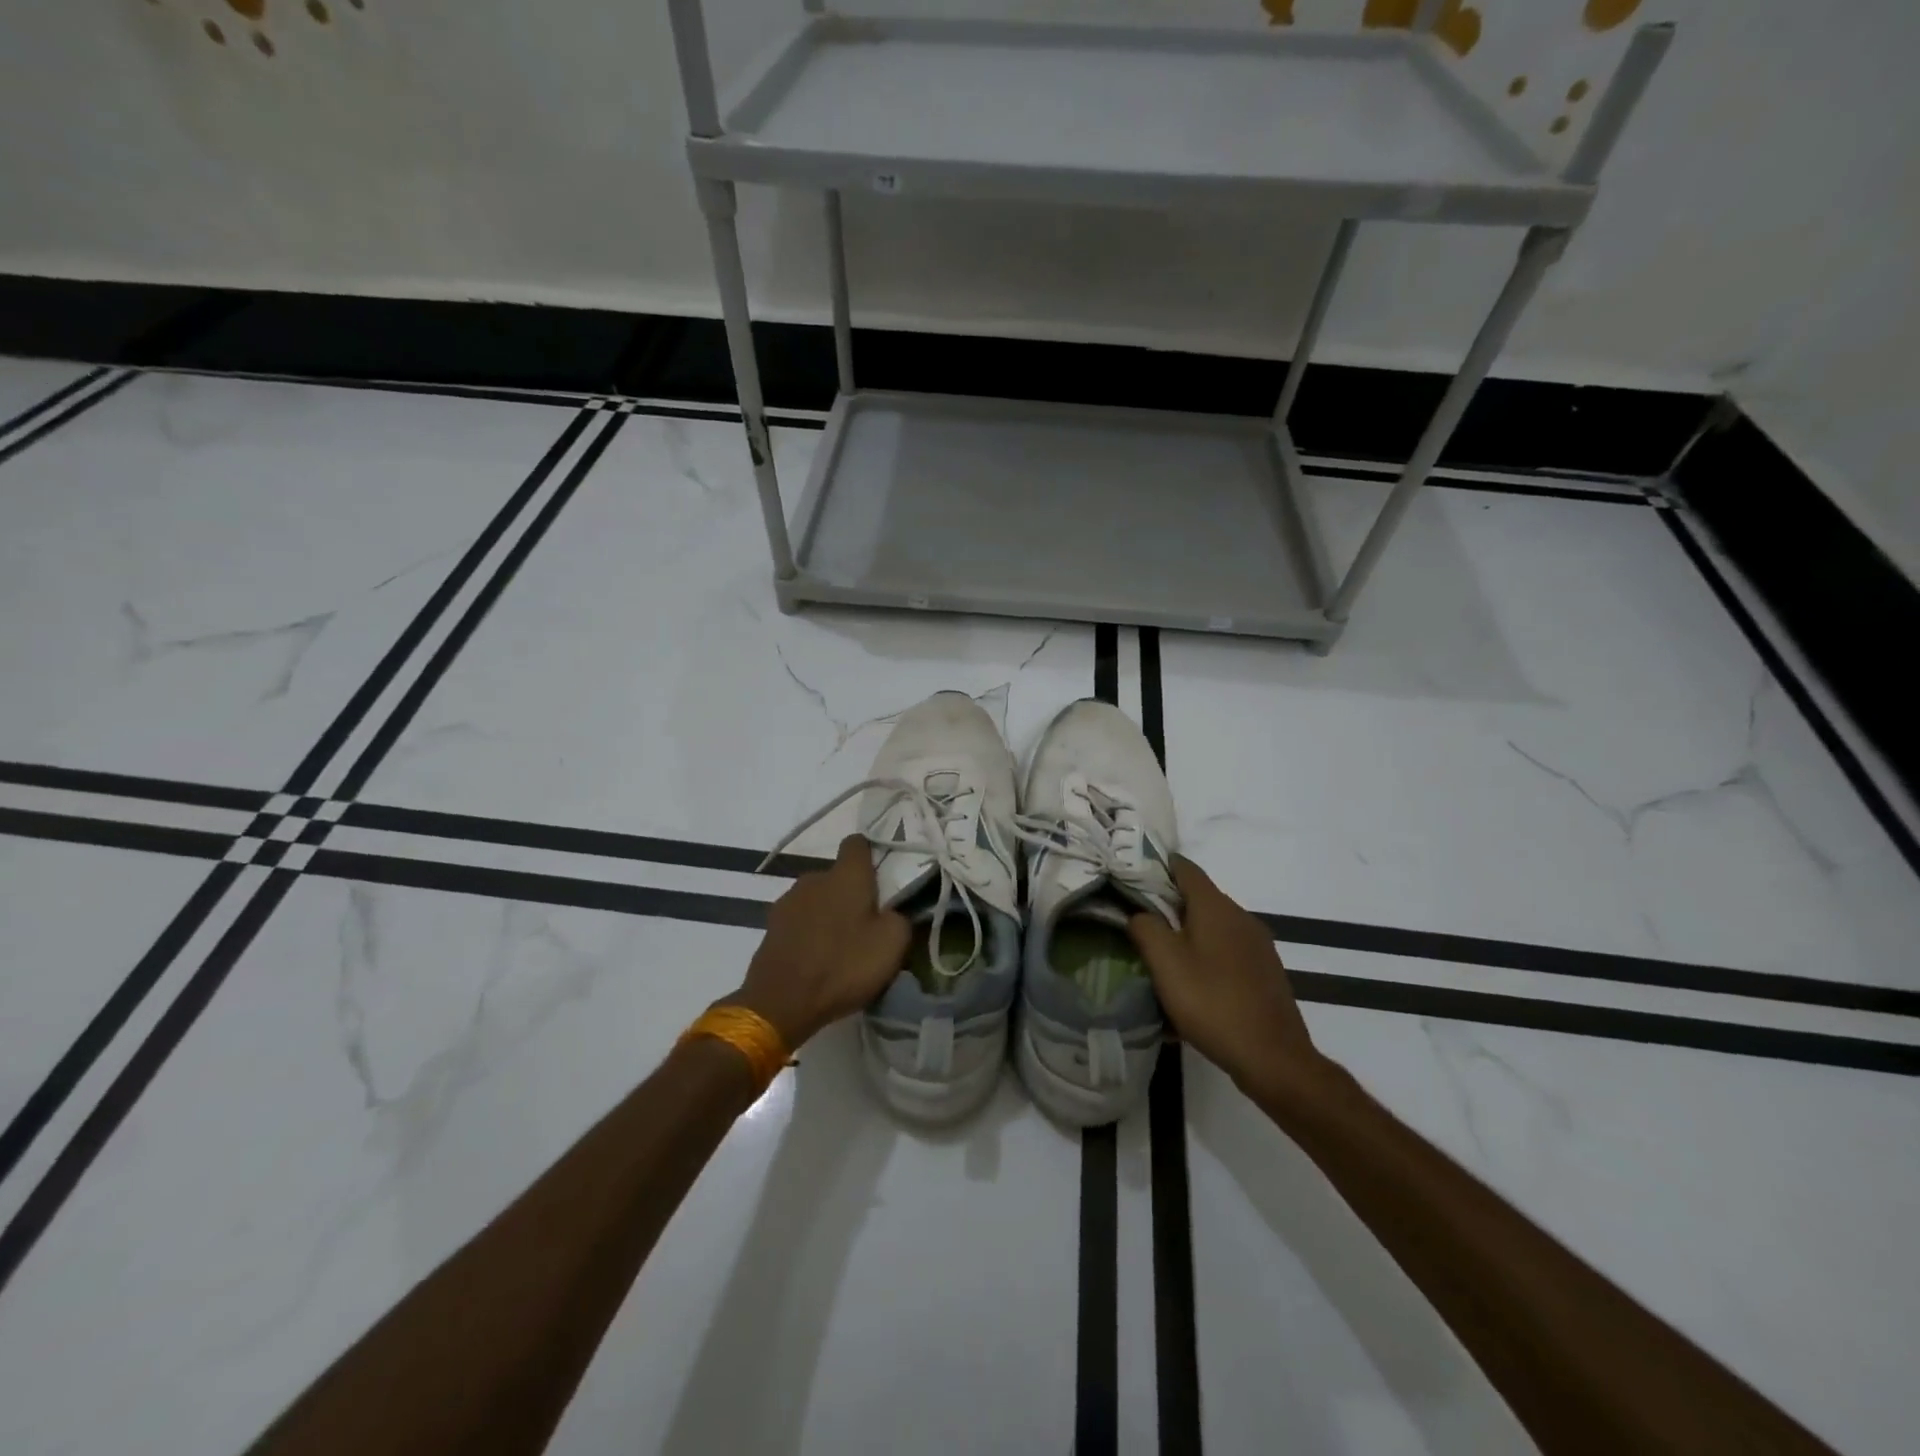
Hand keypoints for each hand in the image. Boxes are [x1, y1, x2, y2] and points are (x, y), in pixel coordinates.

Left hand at [731, 834, 909, 1049]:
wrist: (781, 1001)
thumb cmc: (843, 965)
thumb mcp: (892, 945)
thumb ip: (900, 918)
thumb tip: (892, 912)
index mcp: (846, 875)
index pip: (857, 843)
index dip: (870, 854)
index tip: (881, 875)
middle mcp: (814, 878)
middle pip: (837, 876)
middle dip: (851, 893)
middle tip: (866, 925)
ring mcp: (789, 901)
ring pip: (818, 899)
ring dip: (829, 914)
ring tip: (840, 946)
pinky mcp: (772, 926)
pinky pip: (800, 921)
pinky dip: (810, 933)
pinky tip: (817, 959)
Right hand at [1128, 857, 1325, 1094]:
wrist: (1273, 1057)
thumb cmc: (1212, 1002)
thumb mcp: (1165, 963)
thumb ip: (1145, 928)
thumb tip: (1139, 913)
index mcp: (1216, 907)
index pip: (1185, 868)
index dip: (1157, 865)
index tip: (1131, 872)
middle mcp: (1241, 917)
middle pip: (1199, 897)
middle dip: (1168, 904)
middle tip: (1137, 918)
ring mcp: (1257, 945)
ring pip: (1213, 927)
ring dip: (1186, 934)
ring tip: (1159, 955)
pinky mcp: (1264, 971)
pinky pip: (1227, 952)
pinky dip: (1205, 956)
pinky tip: (1191, 985)